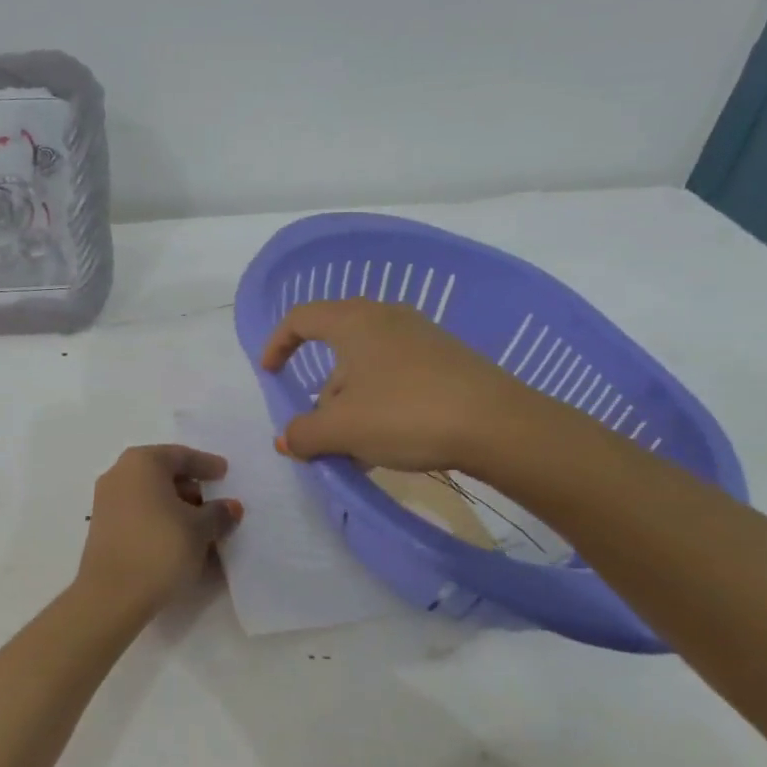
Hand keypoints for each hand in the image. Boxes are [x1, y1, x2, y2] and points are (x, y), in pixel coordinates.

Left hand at [75, 445, 242, 624]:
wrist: (111, 597)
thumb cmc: (160, 549)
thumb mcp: (199, 530)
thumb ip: (218, 514)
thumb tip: (230, 507)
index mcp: (142, 463)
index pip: (180, 456)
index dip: (206, 464)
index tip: (225, 473)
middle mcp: (119, 474)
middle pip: (162, 474)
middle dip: (191, 488)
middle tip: (214, 503)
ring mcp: (106, 502)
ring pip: (150, 496)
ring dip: (176, 507)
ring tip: (201, 528)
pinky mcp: (102, 529)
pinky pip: (139, 514)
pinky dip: (160, 521)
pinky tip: (179, 541)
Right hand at [262, 299, 530, 473]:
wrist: (497, 424)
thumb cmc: (404, 413)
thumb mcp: (342, 429)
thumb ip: (303, 433)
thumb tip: (286, 439)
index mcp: (353, 321)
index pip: (301, 318)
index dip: (277, 344)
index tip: (269, 374)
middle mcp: (386, 317)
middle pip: (336, 349)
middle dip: (323, 394)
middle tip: (323, 432)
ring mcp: (420, 335)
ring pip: (368, 367)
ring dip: (353, 404)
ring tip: (360, 449)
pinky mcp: (447, 357)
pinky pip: (397, 375)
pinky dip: (382, 403)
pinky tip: (393, 442)